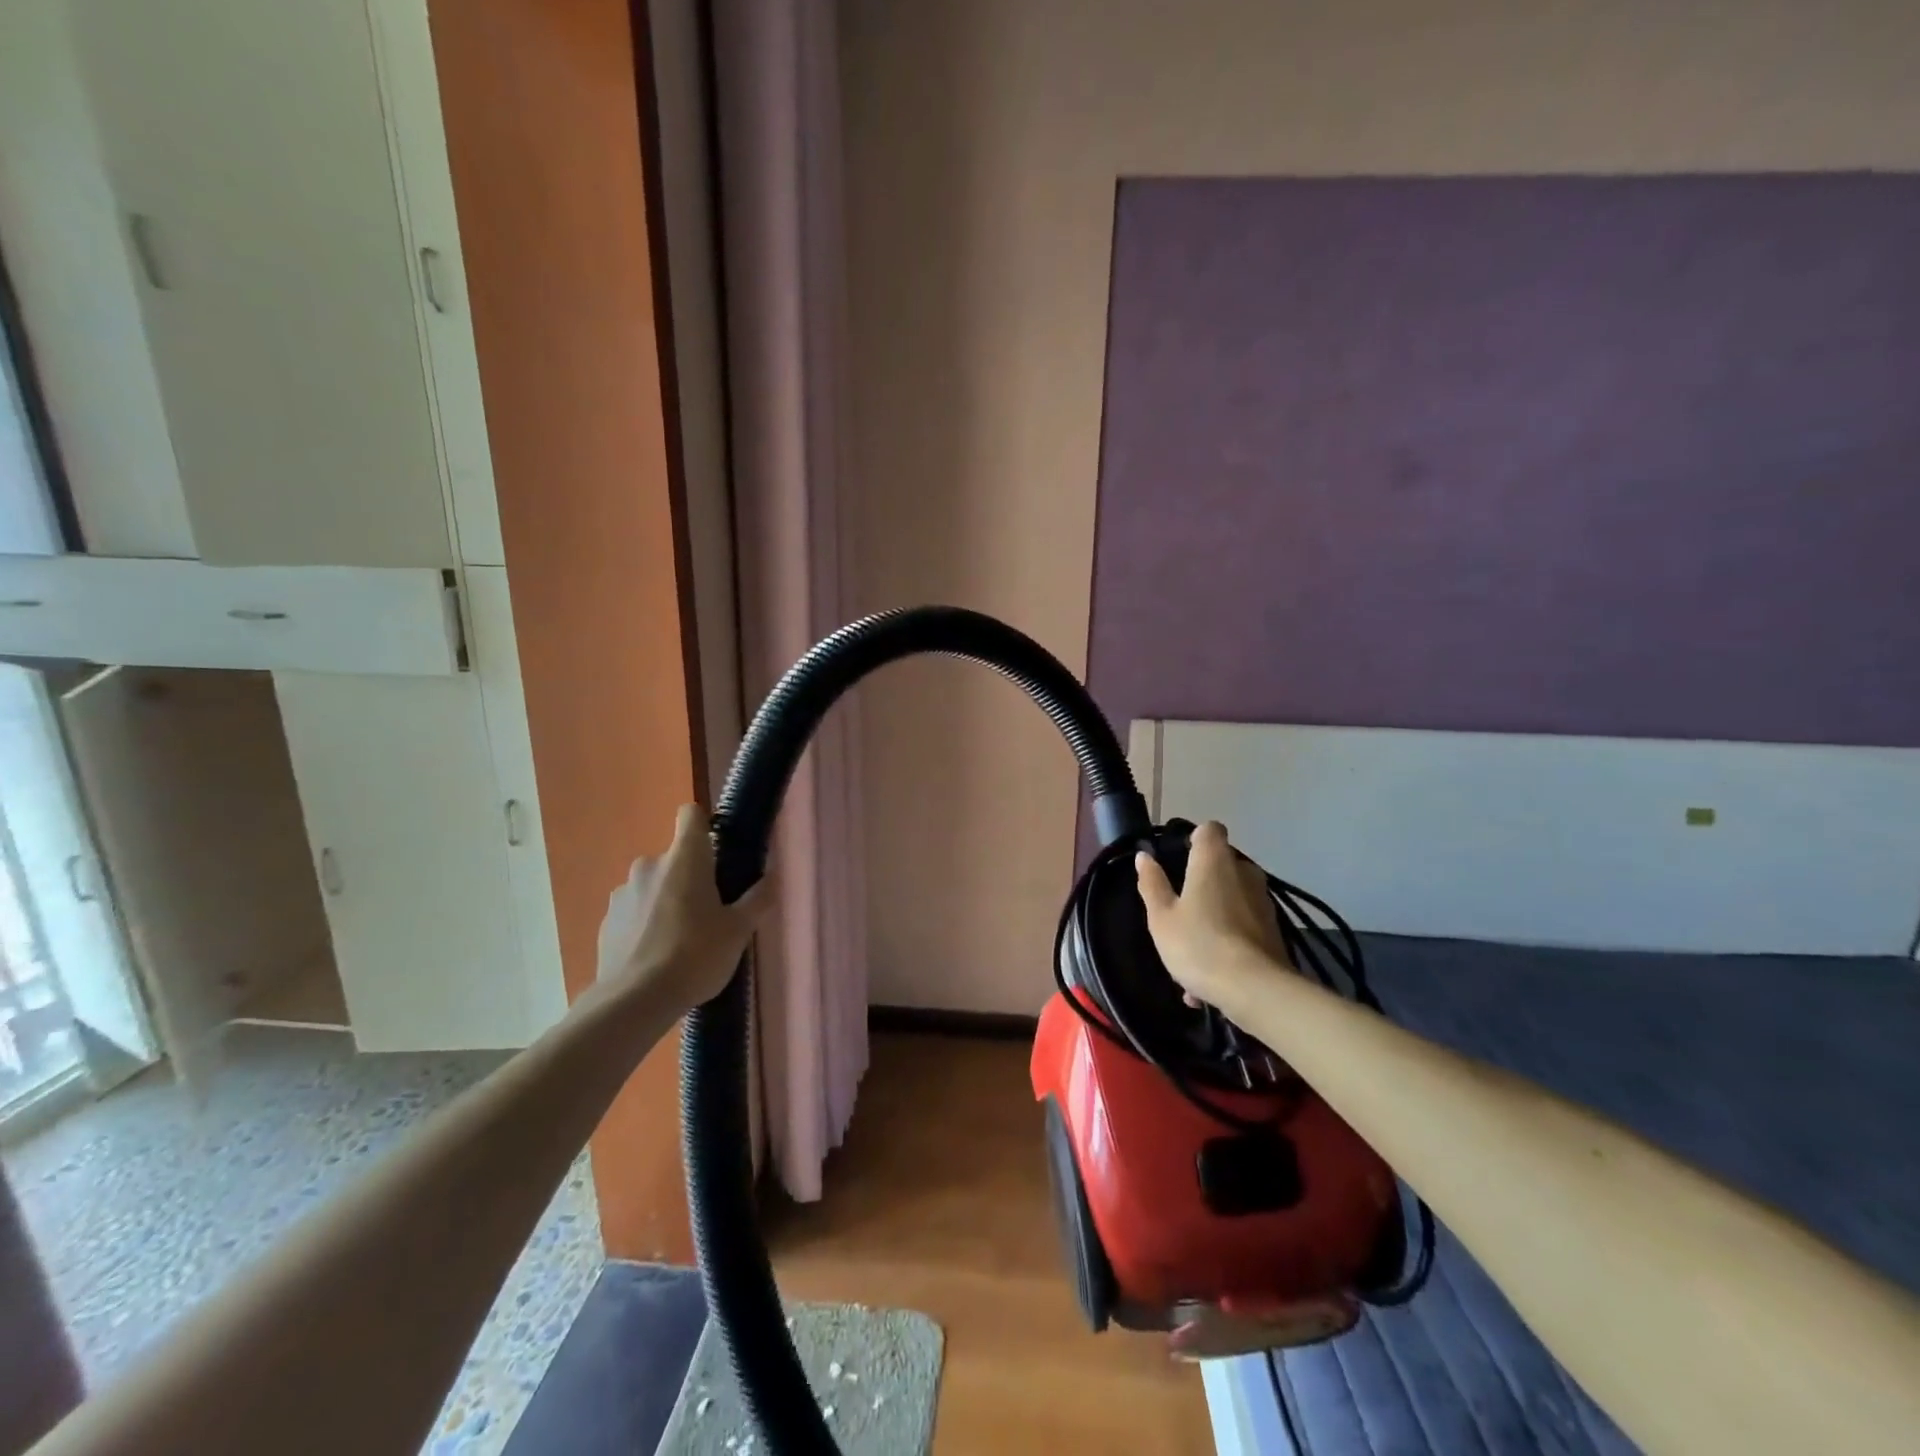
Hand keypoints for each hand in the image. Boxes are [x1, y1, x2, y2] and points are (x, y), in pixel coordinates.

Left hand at [596, 805, 769, 1014]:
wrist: (634, 1002)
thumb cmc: (695, 956)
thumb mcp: (738, 930)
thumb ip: (758, 899)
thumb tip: (773, 877)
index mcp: (684, 858)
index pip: (691, 815)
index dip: (705, 825)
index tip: (719, 851)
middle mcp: (649, 865)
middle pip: (676, 857)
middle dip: (691, 877)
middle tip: (710, 911)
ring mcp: (622, 893)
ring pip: (653, 885)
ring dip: (667, 900)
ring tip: (682, 939)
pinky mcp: (606, 922)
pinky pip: (634, 912)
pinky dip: (646, 924)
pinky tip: (657, 956)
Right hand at [1136, 821, 1291, 1011]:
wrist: (1255, 990)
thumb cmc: (1199, 944)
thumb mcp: (1161, 917)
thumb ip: (1152, 883)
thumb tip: (1144, 856)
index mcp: (1214, 861)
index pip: (1210, 829)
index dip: (1194, 838)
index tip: (1178, 858)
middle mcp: (1243, 872)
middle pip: (1222, 864)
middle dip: (1202, 881)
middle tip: (1179, 908)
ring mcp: (1263, 901)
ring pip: (1232, 899)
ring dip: (1213, 915)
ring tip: (1191, 951)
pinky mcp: (1274, 930)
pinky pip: (1242, 927)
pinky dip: (1227, 941)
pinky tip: (1207, 979)